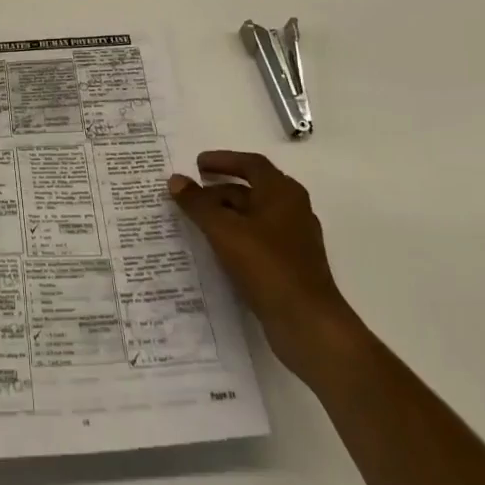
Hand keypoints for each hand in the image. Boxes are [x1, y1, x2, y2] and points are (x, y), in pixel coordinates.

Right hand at [168, 151, 352, 375]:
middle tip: (192, 193)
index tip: (197, 164)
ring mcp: (295, 240)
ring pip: (255, 216)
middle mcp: (293, 210)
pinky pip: (259, 239)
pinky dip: (237, 236)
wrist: (308, 323)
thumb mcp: (224, 230)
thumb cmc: (267, 266)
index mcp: (283, 192)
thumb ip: (198, 204)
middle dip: (221, 189)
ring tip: (198, 221)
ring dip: (227, 214)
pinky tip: (218, 249)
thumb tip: (176, 179)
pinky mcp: (292, 265)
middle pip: (253, 189)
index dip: (223, 160)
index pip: (251, 164)